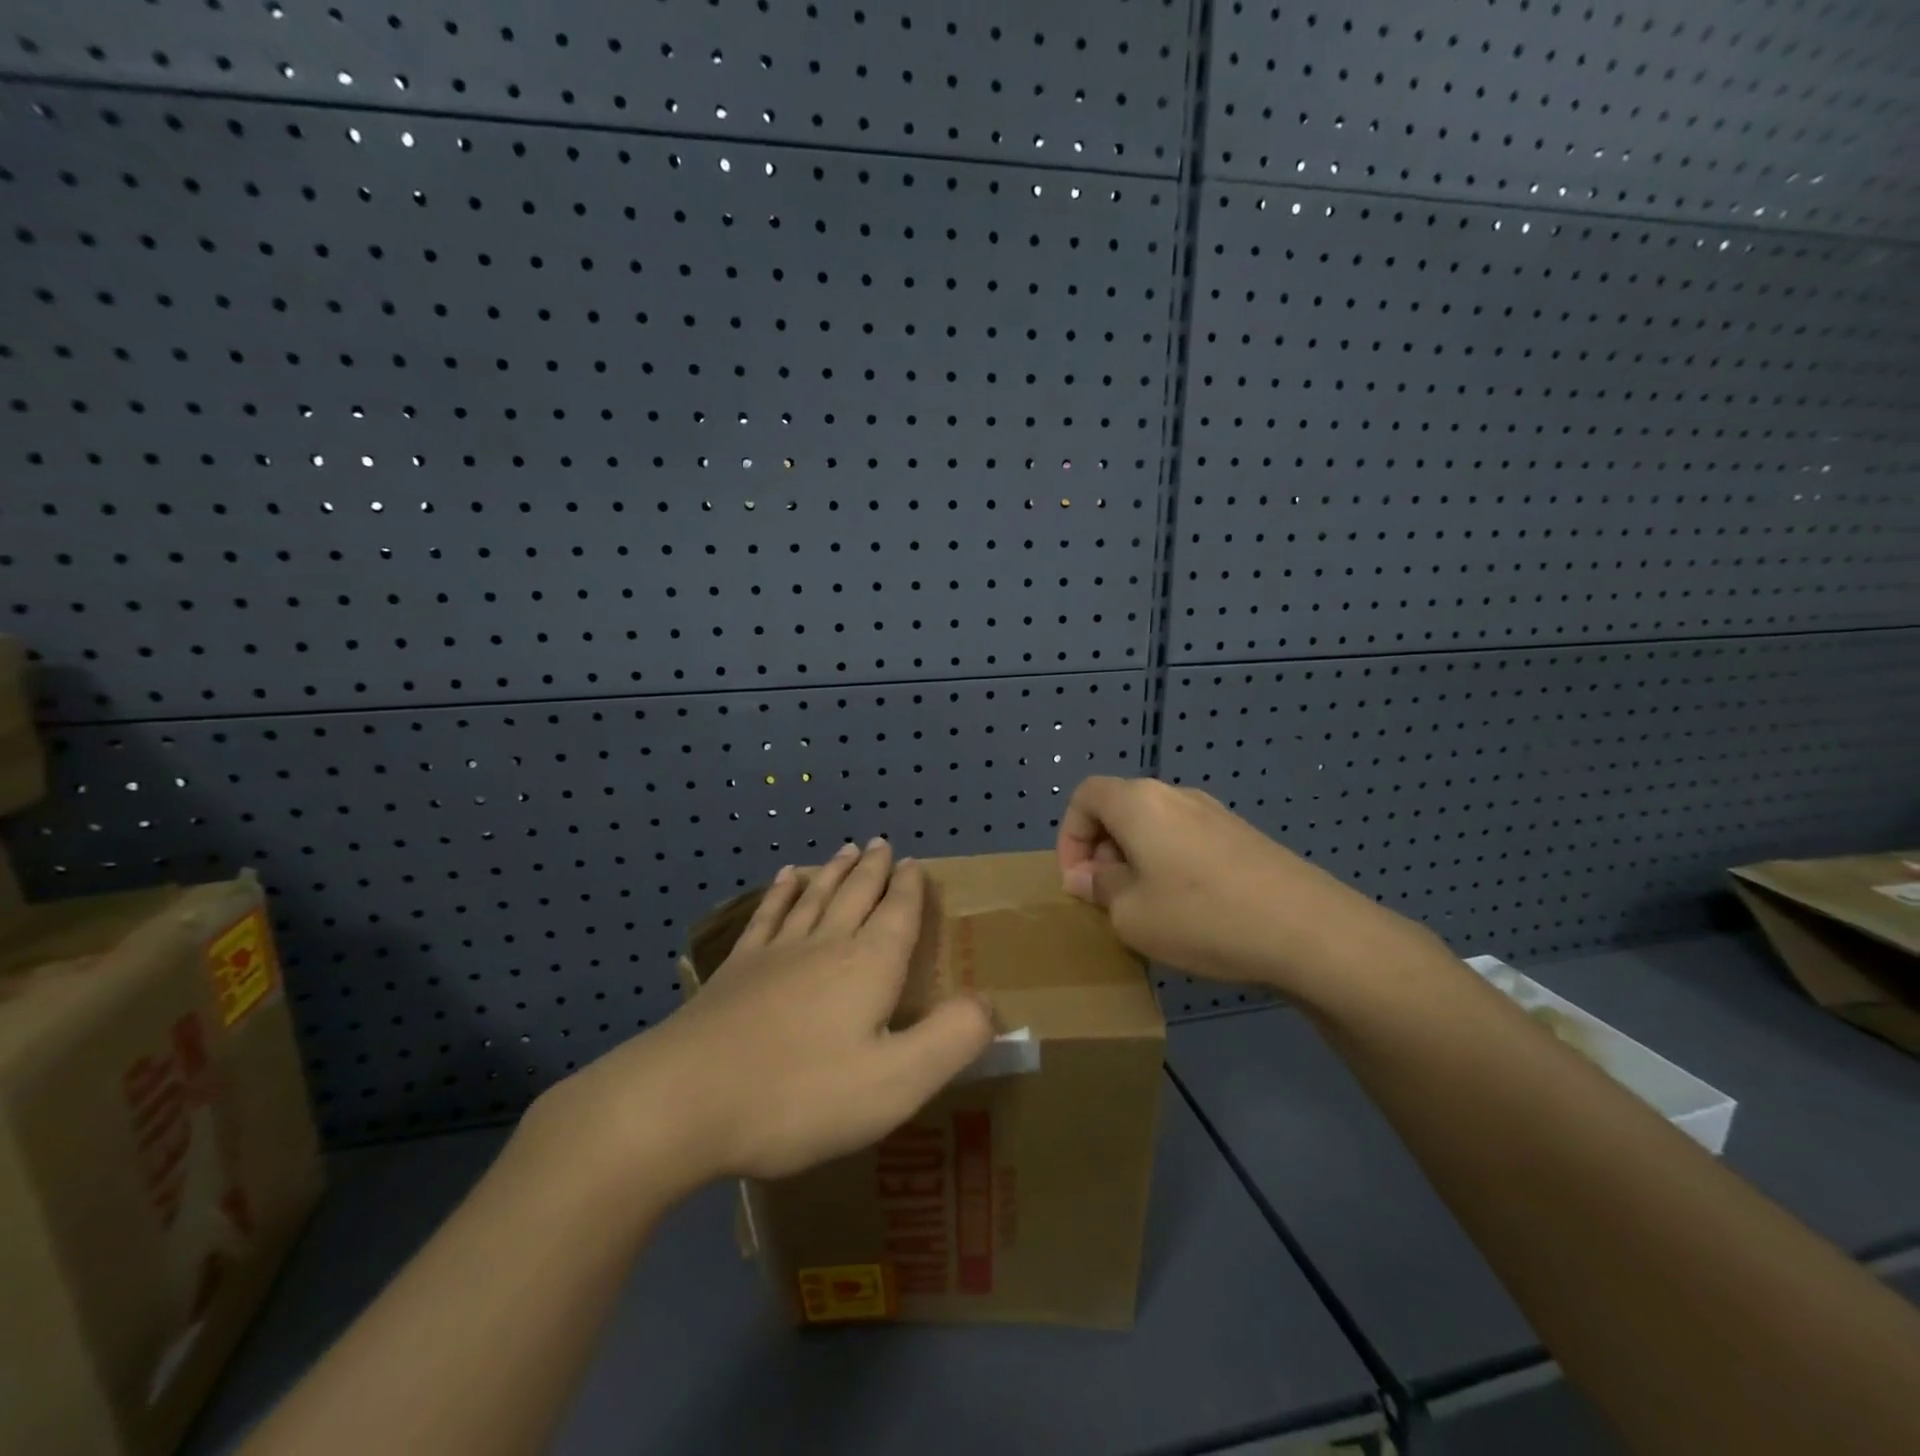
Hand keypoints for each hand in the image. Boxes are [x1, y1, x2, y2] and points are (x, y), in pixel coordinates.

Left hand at [533, 839, 993, 1199]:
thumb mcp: (895, 1082)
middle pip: (856, 895)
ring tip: (847, 849)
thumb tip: (989, 1004)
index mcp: (867, 967)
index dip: (910, 888)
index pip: (898, 914)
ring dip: (834, 872)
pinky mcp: (735, 971)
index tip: (915, 863)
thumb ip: (951, 1040)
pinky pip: (767, 917)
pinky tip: (785, 879)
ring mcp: (774, 954)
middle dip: (875, 870)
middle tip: (884, 844)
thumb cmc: (799, 1096)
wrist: (683, 1101)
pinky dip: (781, 893)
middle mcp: (824, 945)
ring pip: (814, 897)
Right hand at [1056, 776, 1438, 992]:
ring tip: (1145, 909)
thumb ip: (1099, 889)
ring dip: (1136, 861)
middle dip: (1102, 851)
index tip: (1078, 882)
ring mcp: (1214, 814)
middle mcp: (1175, 795)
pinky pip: (1187, 841)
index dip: (1070, 836)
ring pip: (1155, 827)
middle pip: (1120, 809)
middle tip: (1107, 899)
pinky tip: (1189, 910)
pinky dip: (1170, 865)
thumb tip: (1087, 877)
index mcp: (1139, 803)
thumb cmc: (1201, 917)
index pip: (1085, 796)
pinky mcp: (1242, 836)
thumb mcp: (1131, 915)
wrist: (1307, 929)